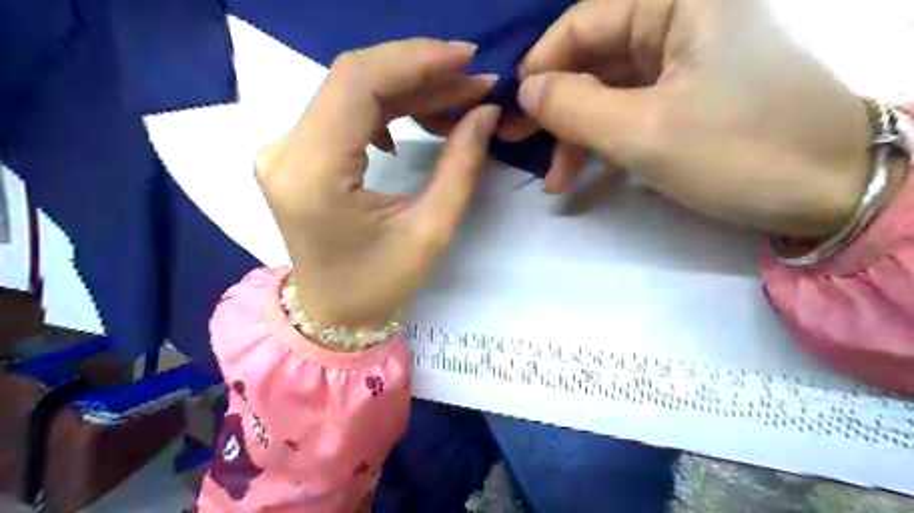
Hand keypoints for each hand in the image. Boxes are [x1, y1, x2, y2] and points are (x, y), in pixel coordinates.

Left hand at [256, 40, 497, 328]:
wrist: (332, 312)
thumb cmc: (380, 284)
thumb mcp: (431, 231)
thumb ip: (461, 166)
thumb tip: (485, 112)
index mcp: (314, 174)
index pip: (358, 84)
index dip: (416, 60)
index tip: (466, 58)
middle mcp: (286, 151)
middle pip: (353, 80)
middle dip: (420, 71)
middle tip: (472, 80)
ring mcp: (284, 150)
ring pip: (350, 92)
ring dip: (407, 88)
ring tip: (456, 98)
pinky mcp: (295, 154)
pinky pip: (343, 112)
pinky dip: (386, 106)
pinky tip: (416, 118)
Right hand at [507, 1, 878, 237]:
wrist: (833, 191)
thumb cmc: (739, 152)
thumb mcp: (643, 132)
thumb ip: (573, 106)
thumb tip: (526, 90)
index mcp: (678, 1)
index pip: (583, 23)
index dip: (541, 68)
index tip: (514, 113)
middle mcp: (682, 17)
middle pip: (593, 58)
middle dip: (557, 107)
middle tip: (523, 147)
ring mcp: (687, 59)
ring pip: (609, 89)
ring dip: (578, 134)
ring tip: (557, 180)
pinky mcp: (691, 94)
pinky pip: (632, 107)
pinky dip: (605, 140)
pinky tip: (588, 172)